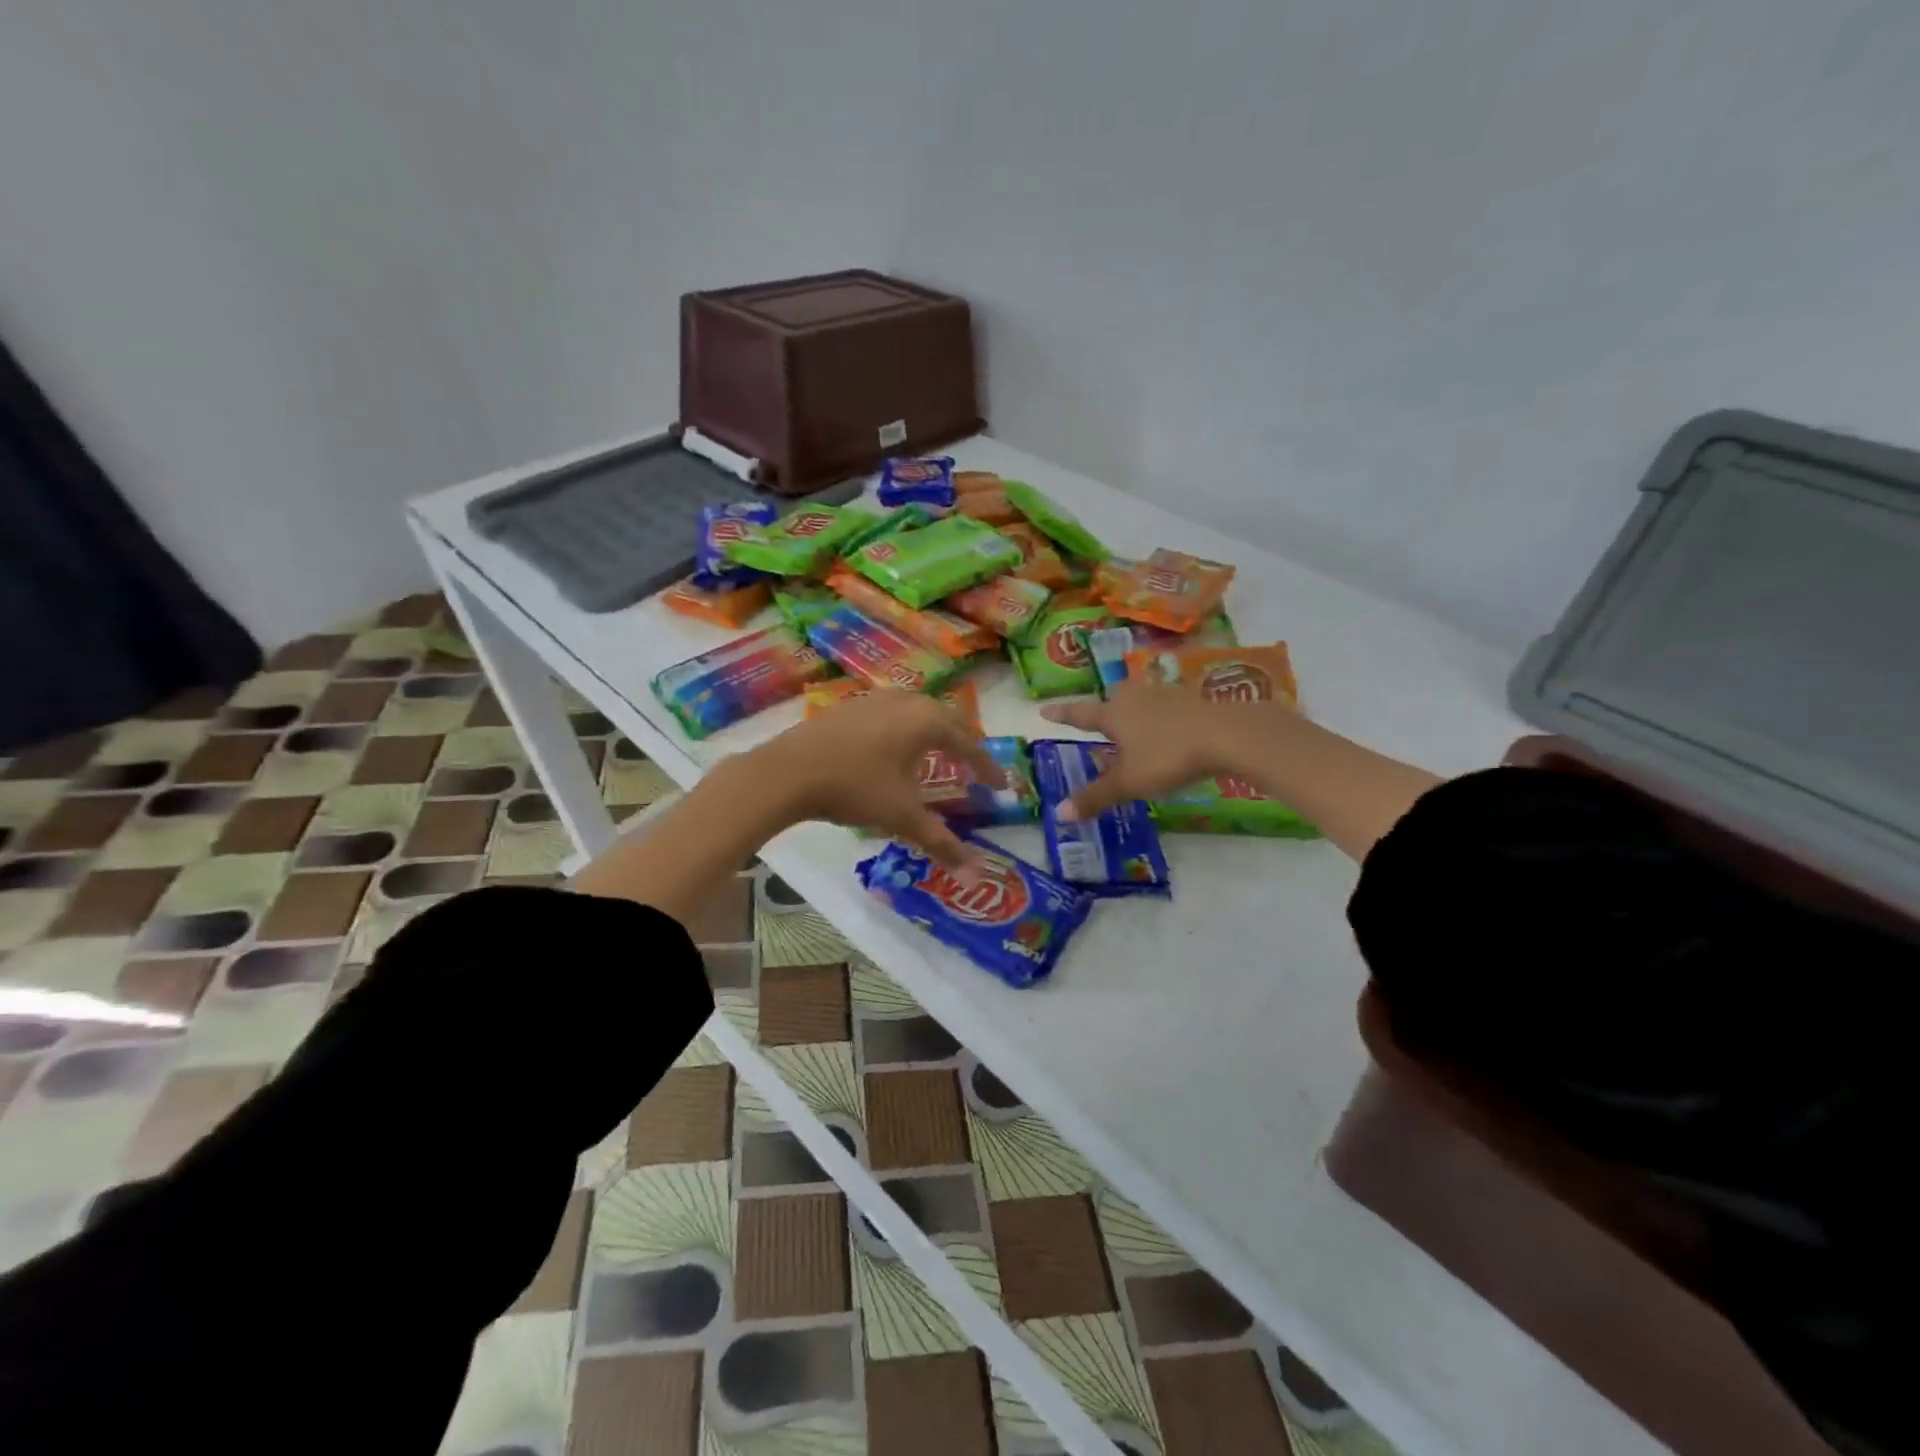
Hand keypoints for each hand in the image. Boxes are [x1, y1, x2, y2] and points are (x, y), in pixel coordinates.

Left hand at [748, 692, 1000, 867]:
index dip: (986, 766)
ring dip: (933, 734)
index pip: (968, 744)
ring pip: (917, 712)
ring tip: (936, 757)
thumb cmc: (855, 788)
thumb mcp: (902, 817)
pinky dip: (905, 731)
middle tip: (972, 768)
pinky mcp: (850, 706)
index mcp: (927, 721)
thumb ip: (942, 842)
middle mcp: (906, 701)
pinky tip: (893, 751)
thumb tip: (977, 875)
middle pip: (946, 720)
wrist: (788, 771)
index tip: (1001, 784)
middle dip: (962, 745)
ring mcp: (875, 699)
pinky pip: (892, 714)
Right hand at [1040, 681, 1290, 820]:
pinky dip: (1160, 716)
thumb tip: (1059, 814)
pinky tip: (1168, 729)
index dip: (1062, 715)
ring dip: (1133, 710)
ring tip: (1134, 726)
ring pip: (1140, 699)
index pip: (1080, 714)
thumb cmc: (1168, 756)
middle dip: (1104, 709)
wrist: (1227, 734)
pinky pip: (1166, 706)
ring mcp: (1165, 695)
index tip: (1044, 710)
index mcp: (1114, 714)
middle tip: (1099, 720)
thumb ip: (1095, 796)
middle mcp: (1135, 698)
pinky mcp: (1192, 700)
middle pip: (1113, 698)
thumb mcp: (1129, 782)